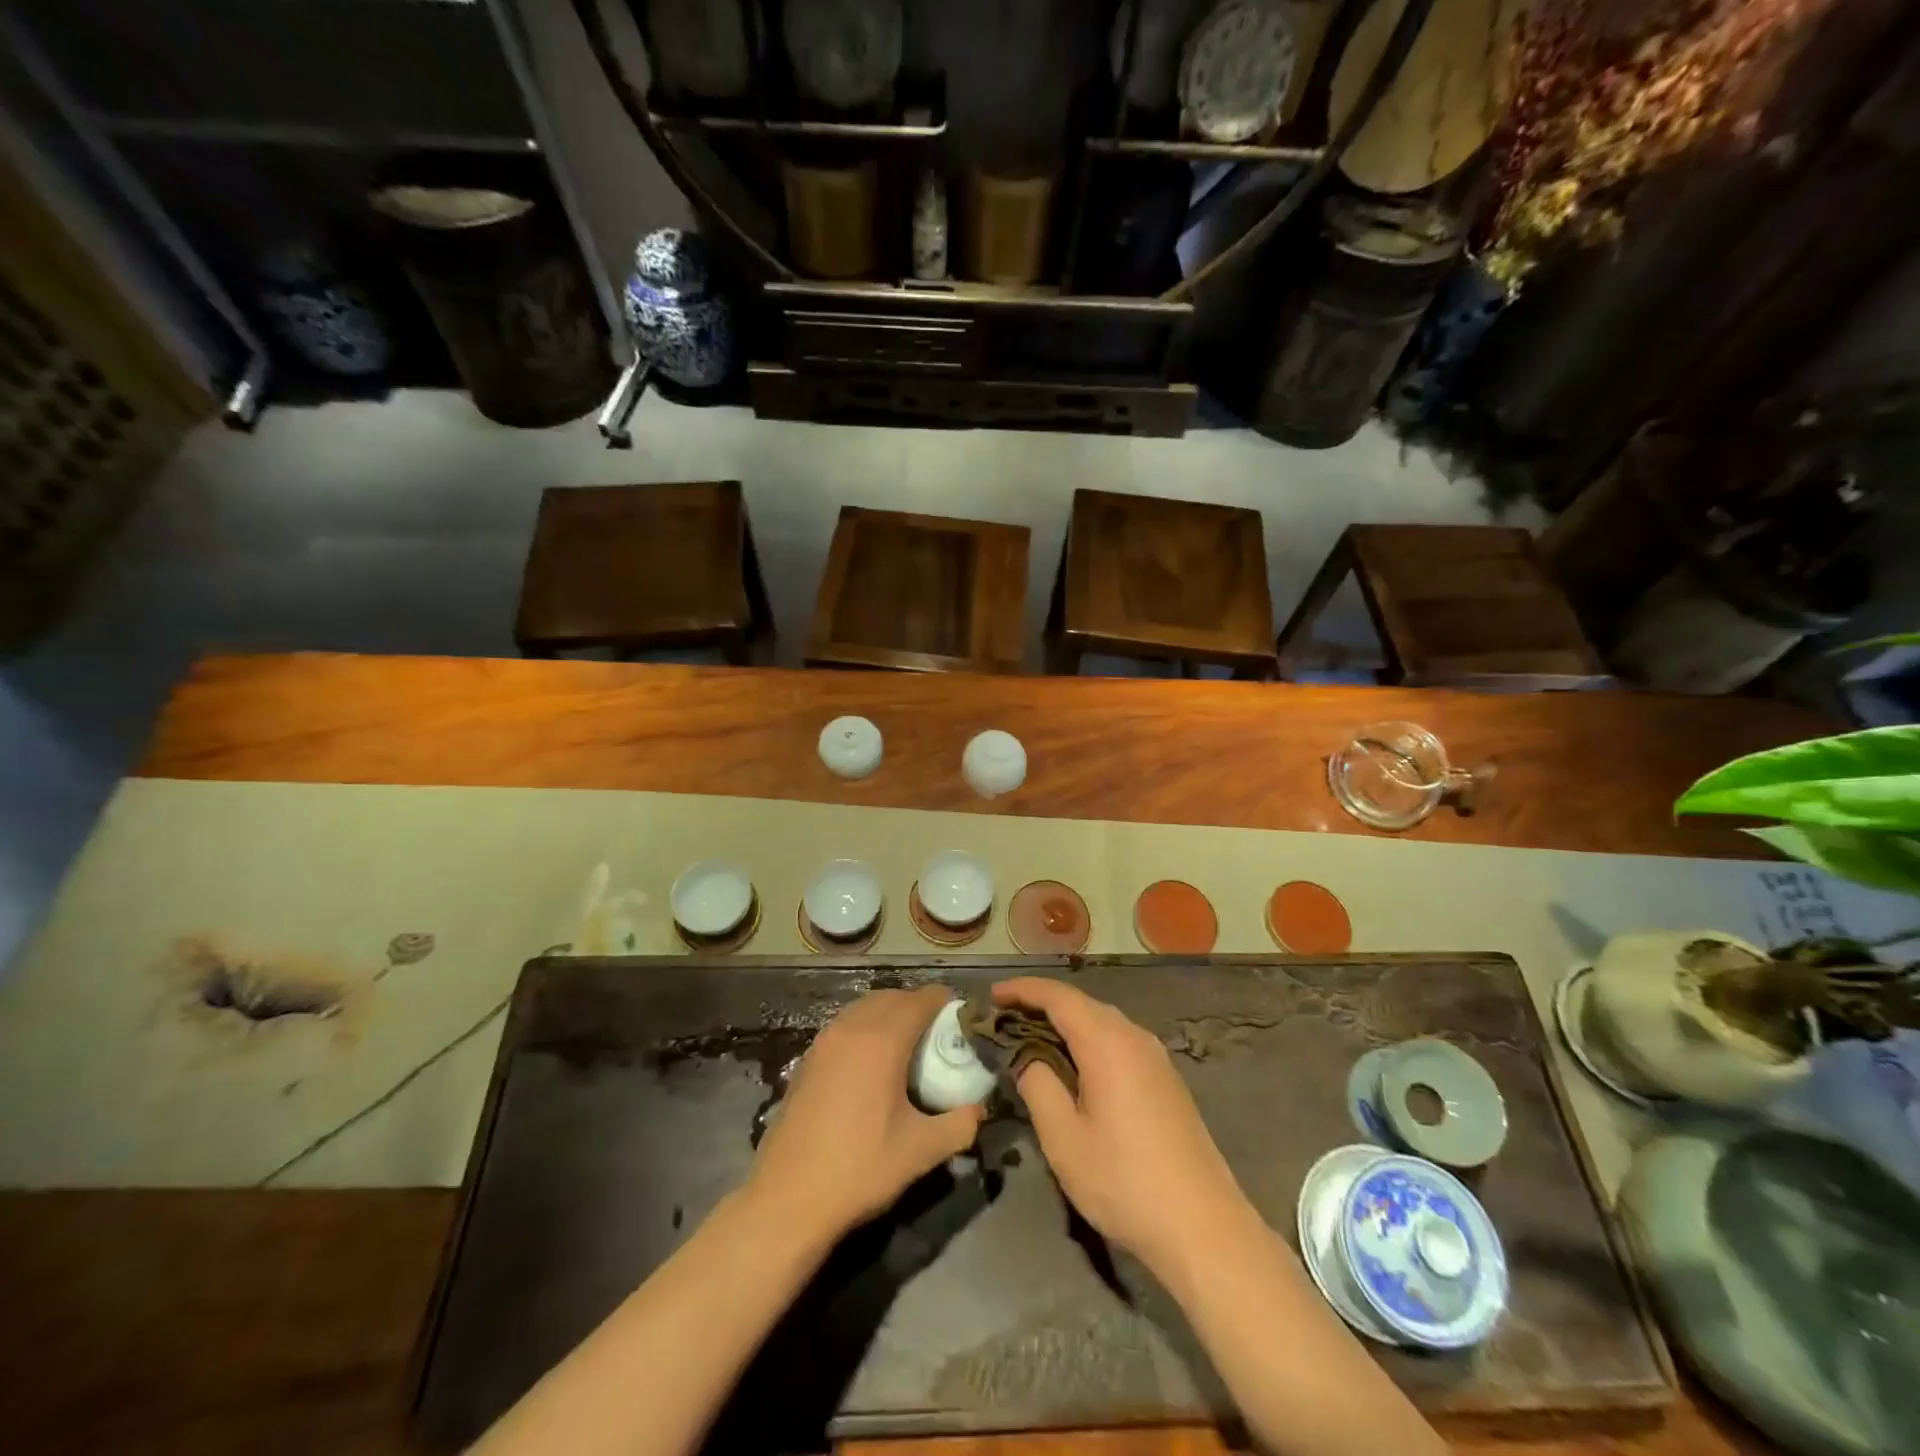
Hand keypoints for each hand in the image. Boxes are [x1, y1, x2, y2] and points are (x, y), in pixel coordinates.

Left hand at [745, 986, 984, 1244]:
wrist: (787, 1199)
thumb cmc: (859, 1169)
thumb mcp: (921, 1151)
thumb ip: (959, 1125)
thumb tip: (978, 1109)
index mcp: (882, 1040)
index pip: (921, 1000)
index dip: (945, 1002)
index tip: (961, 1019)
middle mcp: (851, 1028)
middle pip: (892, 997)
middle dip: (918, 1006)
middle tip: (938, 1034)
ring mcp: (824, 1041)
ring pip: (864, 1008)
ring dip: (889, 1014)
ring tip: (908, 1047)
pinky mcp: (807, 1059)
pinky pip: (845, 1026)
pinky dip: (865, 1029)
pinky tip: (872, 1066)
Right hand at [992, 978, 1254, 1277]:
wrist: (1203, 1227)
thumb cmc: (1124, 1181)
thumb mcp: (1064, 1137)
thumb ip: (1037, 1084)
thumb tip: (1024, 1055)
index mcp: (1107, 1042)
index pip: (1058, 996)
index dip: (1022, 990)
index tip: (992, 995)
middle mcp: (1134, 1037)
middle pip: (1081, 1004)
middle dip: (1041, 1005)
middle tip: (1004, 1019)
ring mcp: (1155, 1057)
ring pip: (1102, 1022)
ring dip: (1065, 1023)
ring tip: (1031, 1040)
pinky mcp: (1166, 1079)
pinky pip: (1118, 1042)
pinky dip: (1088, 1041)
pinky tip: (1074, 1067)